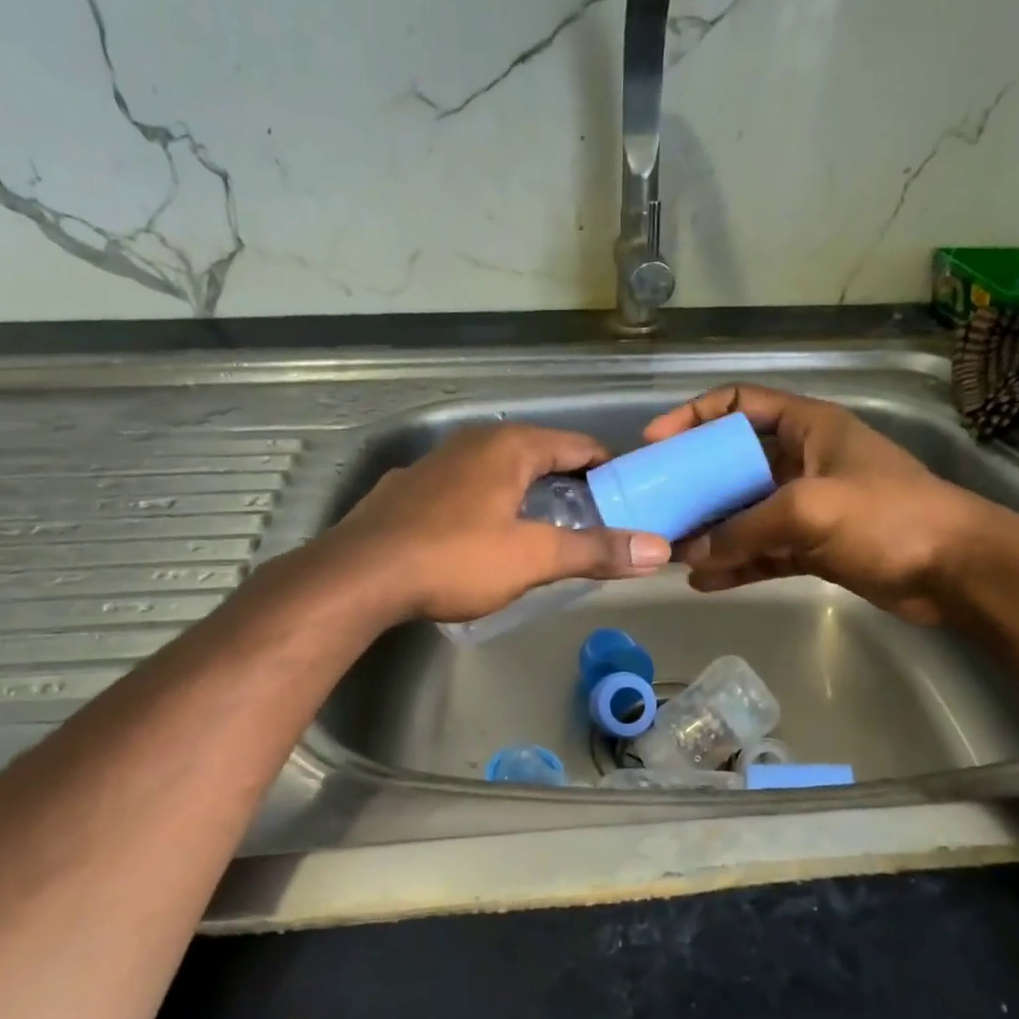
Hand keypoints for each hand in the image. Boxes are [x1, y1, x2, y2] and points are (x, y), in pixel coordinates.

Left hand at [326, 424, 671, 623]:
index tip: (629, 497)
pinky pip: (463, 488)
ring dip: (525, 493)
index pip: (577, 445)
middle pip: (538, 455)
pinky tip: (482, 534)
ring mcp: (434, 464)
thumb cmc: (455, 558)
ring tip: (545, 528)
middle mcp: (472, 442)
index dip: (608, 469)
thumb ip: (595, 551)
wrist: (360, 576)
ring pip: (496, 470)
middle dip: (569, 483)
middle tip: (594, 520)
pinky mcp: (407, 490)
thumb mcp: (533, 557)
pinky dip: (485, 503)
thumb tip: (658, 549)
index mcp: (509, 447)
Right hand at [643, 385, 990, 622]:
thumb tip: (691, 553)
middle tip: (654, 505)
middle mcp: (802, 461)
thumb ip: (744, 528)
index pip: (738, 404)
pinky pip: (762, 551)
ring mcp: (807, 507)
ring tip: (671, 549)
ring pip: (744, 512)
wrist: (955, 571)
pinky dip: (735, 564)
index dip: (693, 416)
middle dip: (693, 484)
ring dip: (710, 530)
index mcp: (806, 427)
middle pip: (732, 463)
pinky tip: (703, 581)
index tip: (654, 443)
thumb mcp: (809, 509)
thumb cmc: (887, 516)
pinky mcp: (813, 548)